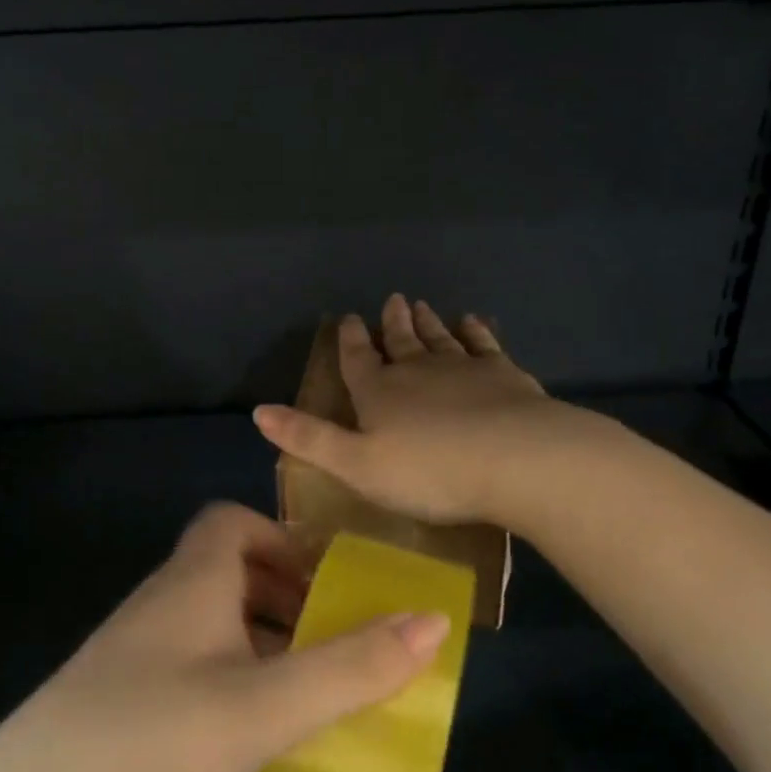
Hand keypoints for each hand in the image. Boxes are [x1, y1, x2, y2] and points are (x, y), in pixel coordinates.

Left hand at [0, 503, 450, 771]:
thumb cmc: (153, 739)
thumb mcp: (266, 704)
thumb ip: (351, 665)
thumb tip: (432, 619)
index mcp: (191, 580)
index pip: (230, 520)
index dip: (280, 538)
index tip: (323, 583)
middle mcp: (158, 604)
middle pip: (225, 572)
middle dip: (282, 596)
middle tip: (327, 642)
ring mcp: (130, 657)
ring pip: (207, 624)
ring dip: (257, 643)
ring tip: (301, 692)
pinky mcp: (115, 706)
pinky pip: (186, 668)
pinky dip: (227, 681)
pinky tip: (243, 736)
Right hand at [252, 293, 556, 523]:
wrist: (512, 458)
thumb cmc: (428, 471)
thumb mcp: (356, 465)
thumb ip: (309, 439)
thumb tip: (259, 411)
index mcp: (379, 392)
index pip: (357, 359)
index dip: (351, 340)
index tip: (350, 318)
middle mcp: (417, 370)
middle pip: (401, 342)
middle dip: (393, 323)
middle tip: (393, 300)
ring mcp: (463, 367)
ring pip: (439, 338)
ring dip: (428, 322)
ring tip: (422, 304)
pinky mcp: (502, 373)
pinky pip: (483, 344)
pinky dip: (474, 331)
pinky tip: (472, 322)